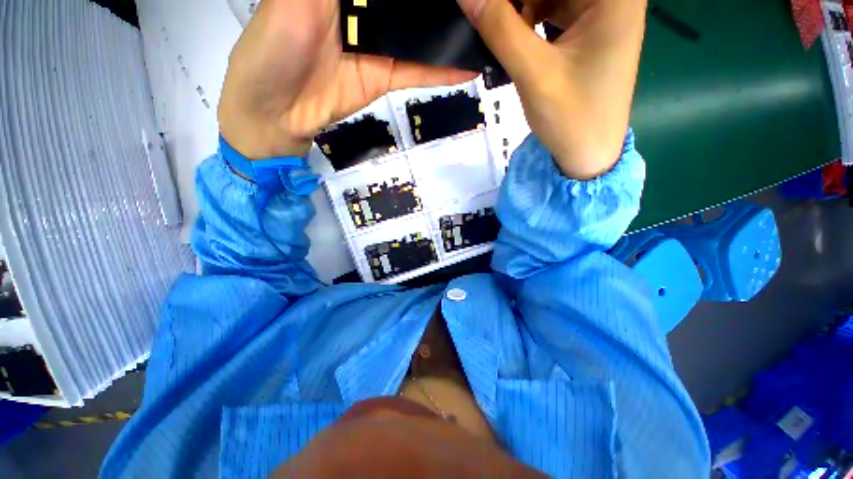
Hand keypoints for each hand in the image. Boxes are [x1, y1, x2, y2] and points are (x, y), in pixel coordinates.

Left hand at [219, 0, 475, 159]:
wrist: (278, 112)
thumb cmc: (274, 48)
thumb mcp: (297, 0)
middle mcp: (361, 8)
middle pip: (406, 1)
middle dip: (440, 3)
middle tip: (475, 3)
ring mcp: (376, 45)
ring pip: (416, 33)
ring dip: (446, 32)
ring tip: (479, 28)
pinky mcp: (384, 77)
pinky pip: (416, 70)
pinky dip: (440, 71)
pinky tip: (467, 66)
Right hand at [458, 0, 646, 178]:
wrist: (588, 155)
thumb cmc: (571, 119)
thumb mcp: (534, 73)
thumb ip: (500, 29)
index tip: (488, 8)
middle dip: (518, 0)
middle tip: (490, 16)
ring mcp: (603, 13)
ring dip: (522, 7)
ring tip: (496, 26)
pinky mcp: (590, 32)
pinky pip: (556, 10)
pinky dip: (532, 18)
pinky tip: (514, 35)